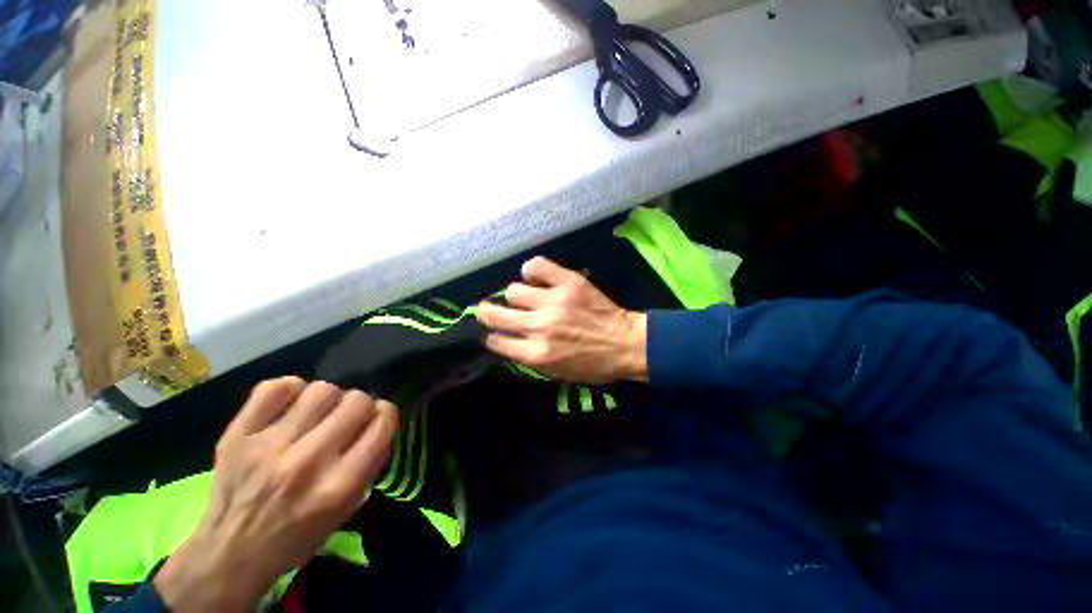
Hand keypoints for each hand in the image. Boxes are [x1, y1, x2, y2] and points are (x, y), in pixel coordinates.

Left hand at [154, 378, 397, 611]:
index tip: (377, 419)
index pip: (382, 421)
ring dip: (328, 398)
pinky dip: (290, 390)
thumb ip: (370, 461)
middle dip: (360, 405)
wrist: (230, 552)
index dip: (385, 414)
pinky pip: (274, 388)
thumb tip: (378, 421)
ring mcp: (269, 446)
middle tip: (347, 418)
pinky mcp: (237, 435)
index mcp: (339, 485)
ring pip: (321, 390)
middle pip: (356, 401)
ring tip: (318, 413)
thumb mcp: (348, 508)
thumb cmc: (299, 534)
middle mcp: (308, 462)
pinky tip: (291, 404)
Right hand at [477, 257, 647, 384]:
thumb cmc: (593, 365)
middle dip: (487, 313)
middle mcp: (540, 326)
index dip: (493, 337)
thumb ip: (528, 358)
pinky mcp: (569, 283)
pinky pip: (536, 266)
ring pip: (514, 290)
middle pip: (495, 314)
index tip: (497, 334)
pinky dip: (531, 271)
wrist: (627, 344)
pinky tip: (536, 278)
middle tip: (490, 311)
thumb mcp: (557, 374)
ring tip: (527, 298)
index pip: (497, 341)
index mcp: (537, 354)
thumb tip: (507, 340)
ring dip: (516, 296)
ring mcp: (554, 302)